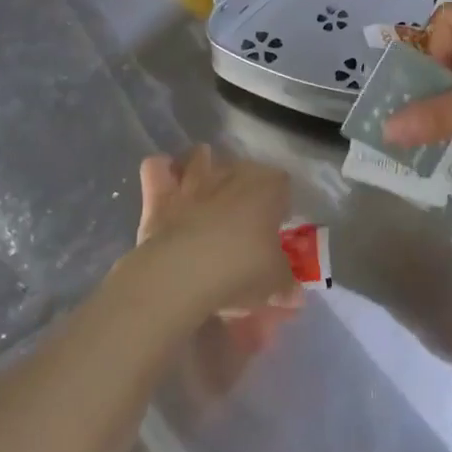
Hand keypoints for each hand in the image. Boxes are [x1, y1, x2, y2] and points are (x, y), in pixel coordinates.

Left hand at [133, 145, 299, 318]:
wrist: (182, 273)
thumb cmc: (240, 269)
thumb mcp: (274, 283)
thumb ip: (285, 284)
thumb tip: (294, 294)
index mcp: (267, 188)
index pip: (282, 183)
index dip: (280, 203)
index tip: (276, 225)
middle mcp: (231, 175)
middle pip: (242, 168)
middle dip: (244, 186)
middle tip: (243, 218)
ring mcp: (194, 181)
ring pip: (200, 157)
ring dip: (202, 167)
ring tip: (204, 190)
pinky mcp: (160, 194)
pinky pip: (157, 168)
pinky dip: (161, 172)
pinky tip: (166, 185)